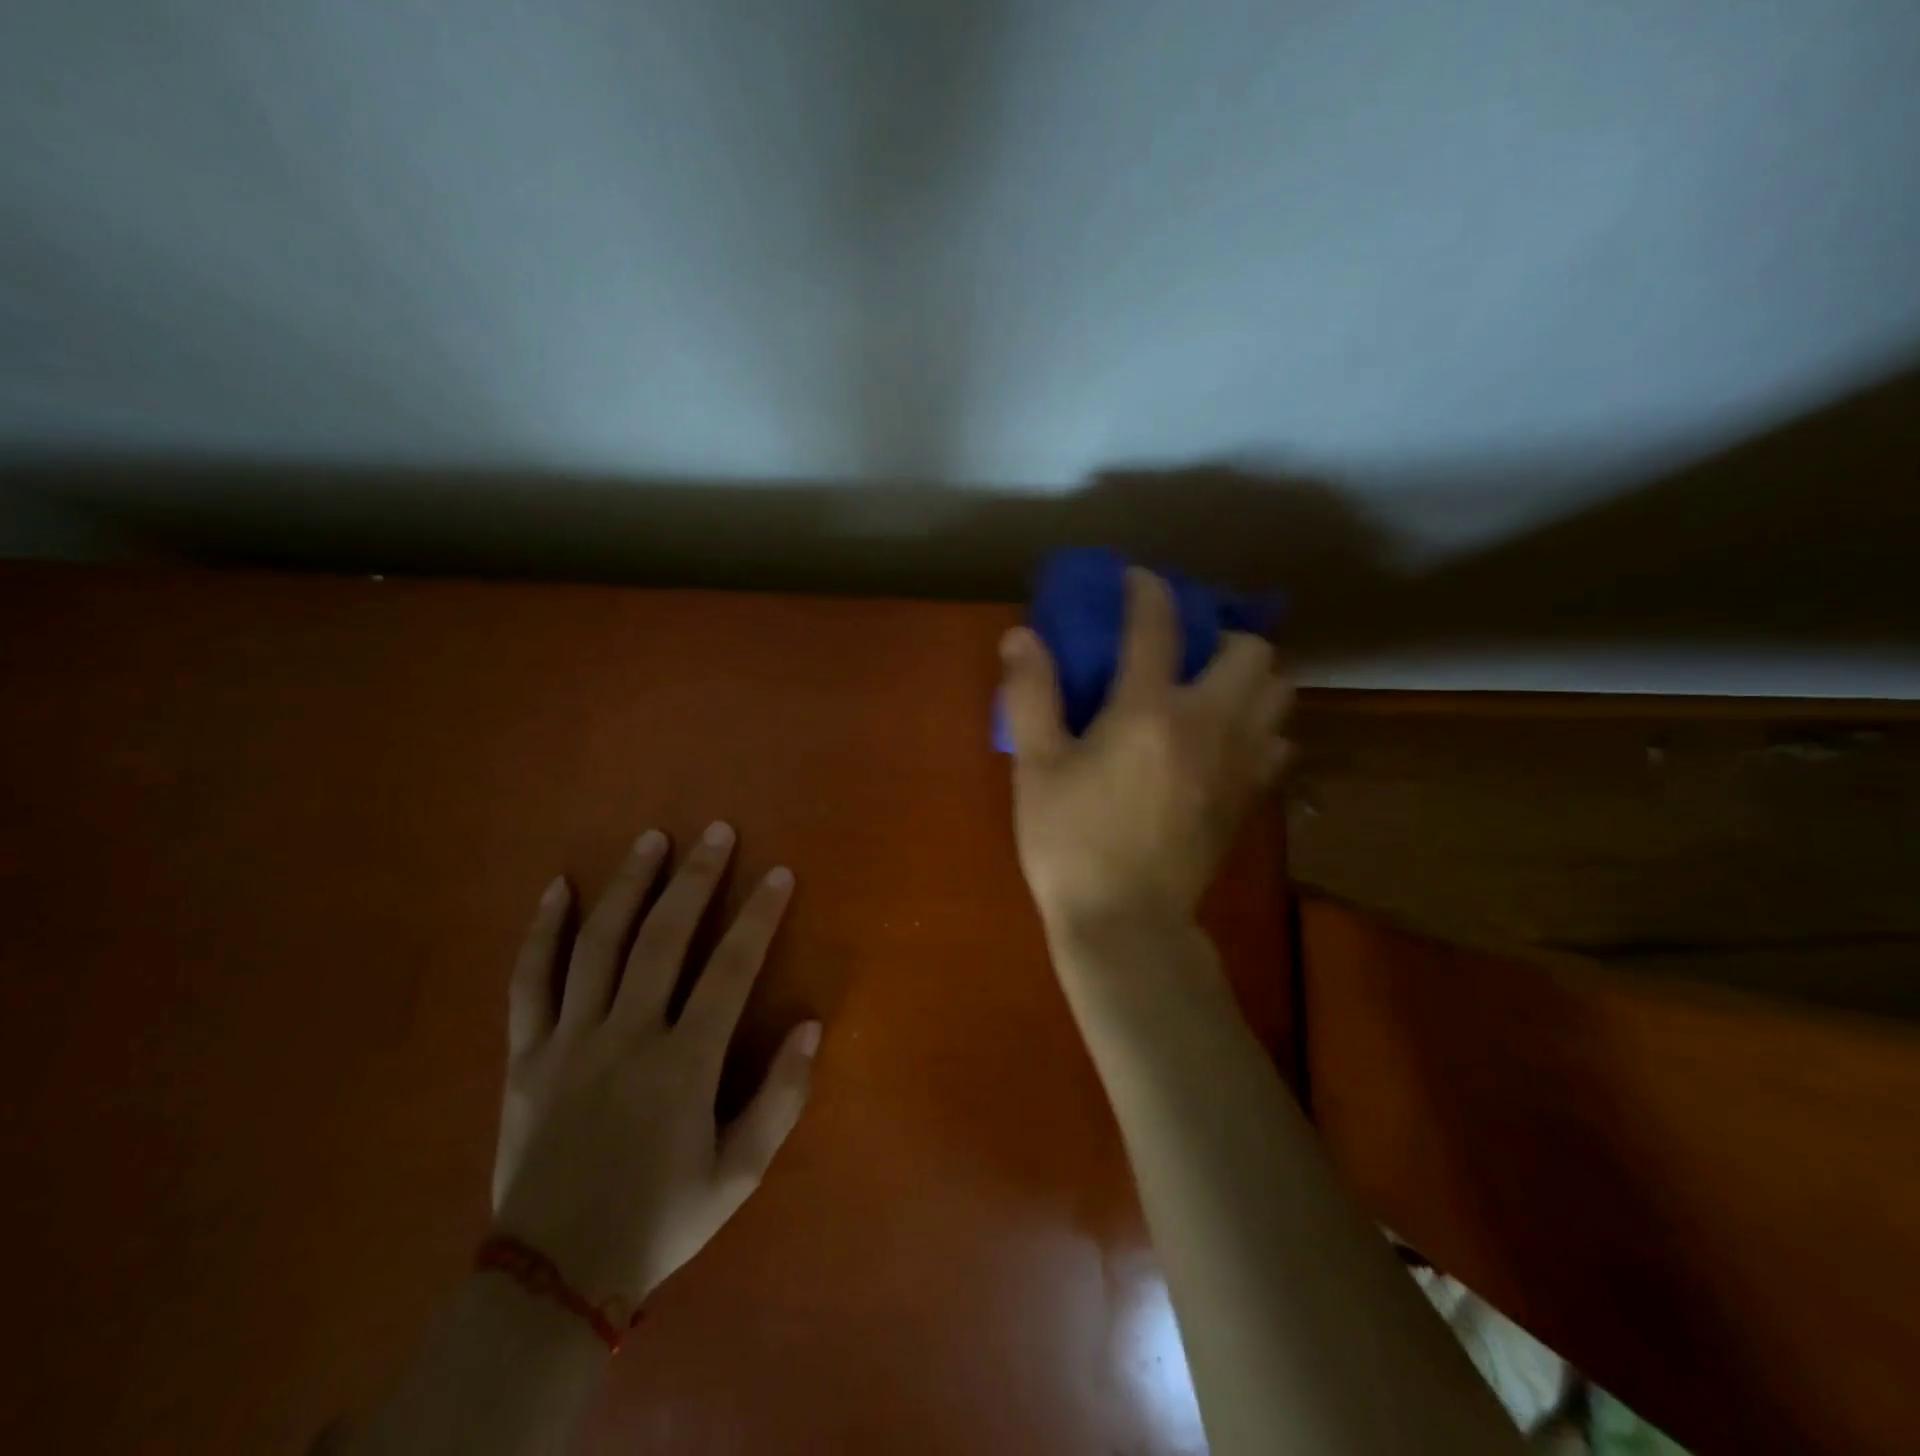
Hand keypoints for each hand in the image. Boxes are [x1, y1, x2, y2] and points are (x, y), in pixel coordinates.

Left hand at [490, 822, 820, 1313]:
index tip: (778, 874)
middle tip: (717, 832)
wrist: (553, 1280)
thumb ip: (781, 1098)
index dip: (759, 916)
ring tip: (651, 840)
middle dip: (696, 879)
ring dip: (628, 886)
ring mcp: (569, 1041)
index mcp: (683, 1064)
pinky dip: (542, 932)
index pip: (731, 970)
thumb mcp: (739, 1175)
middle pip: (664, 938)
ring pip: (599, 945)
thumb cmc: (660, 1221)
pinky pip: (529, 982)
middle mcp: (626, 1036)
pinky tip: (557, 888)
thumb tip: (811, 1024)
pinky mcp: (526, 1055)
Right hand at [1000, 568, 1291, 934]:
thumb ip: (1032, 695)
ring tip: (1211, 689)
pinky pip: (1278, 742)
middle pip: (1251, 650)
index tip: (1136, 580)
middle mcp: (1208, 723)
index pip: (1158, 624)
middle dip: (1220, 635)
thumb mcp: (1036, 767)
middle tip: (1184, 651)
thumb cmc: (1070, 843)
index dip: (1148, 590)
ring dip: (1251, 677)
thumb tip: (1022, 635)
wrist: (1125, 924)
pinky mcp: (1250, 797)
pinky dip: (1260, 727)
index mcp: (1149, 710)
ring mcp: (1239, 762)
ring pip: (1279, 692)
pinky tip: (1225, 741)